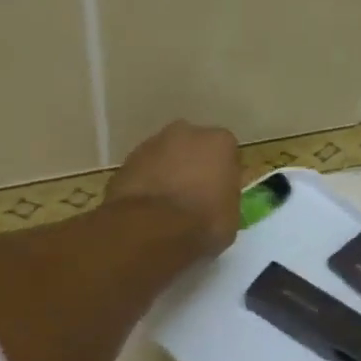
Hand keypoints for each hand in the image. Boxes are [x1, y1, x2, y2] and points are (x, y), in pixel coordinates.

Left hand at [105, 120, 241, 258]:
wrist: (151, 228)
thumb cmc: (203, 222)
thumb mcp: (232, 216)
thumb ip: (228, 196)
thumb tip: (221, 194)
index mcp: (219, 142)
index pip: (227, 152)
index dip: (224, 173)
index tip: (220, 192)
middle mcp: (186, 133)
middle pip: (194, 147)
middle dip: (194, 165)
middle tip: (194, 194)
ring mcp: (152, 143)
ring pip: (166, 155)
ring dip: (168, 172)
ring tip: (168, 203)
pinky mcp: (127, 160)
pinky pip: (144, 170)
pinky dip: (147, 183)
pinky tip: (148, 207)